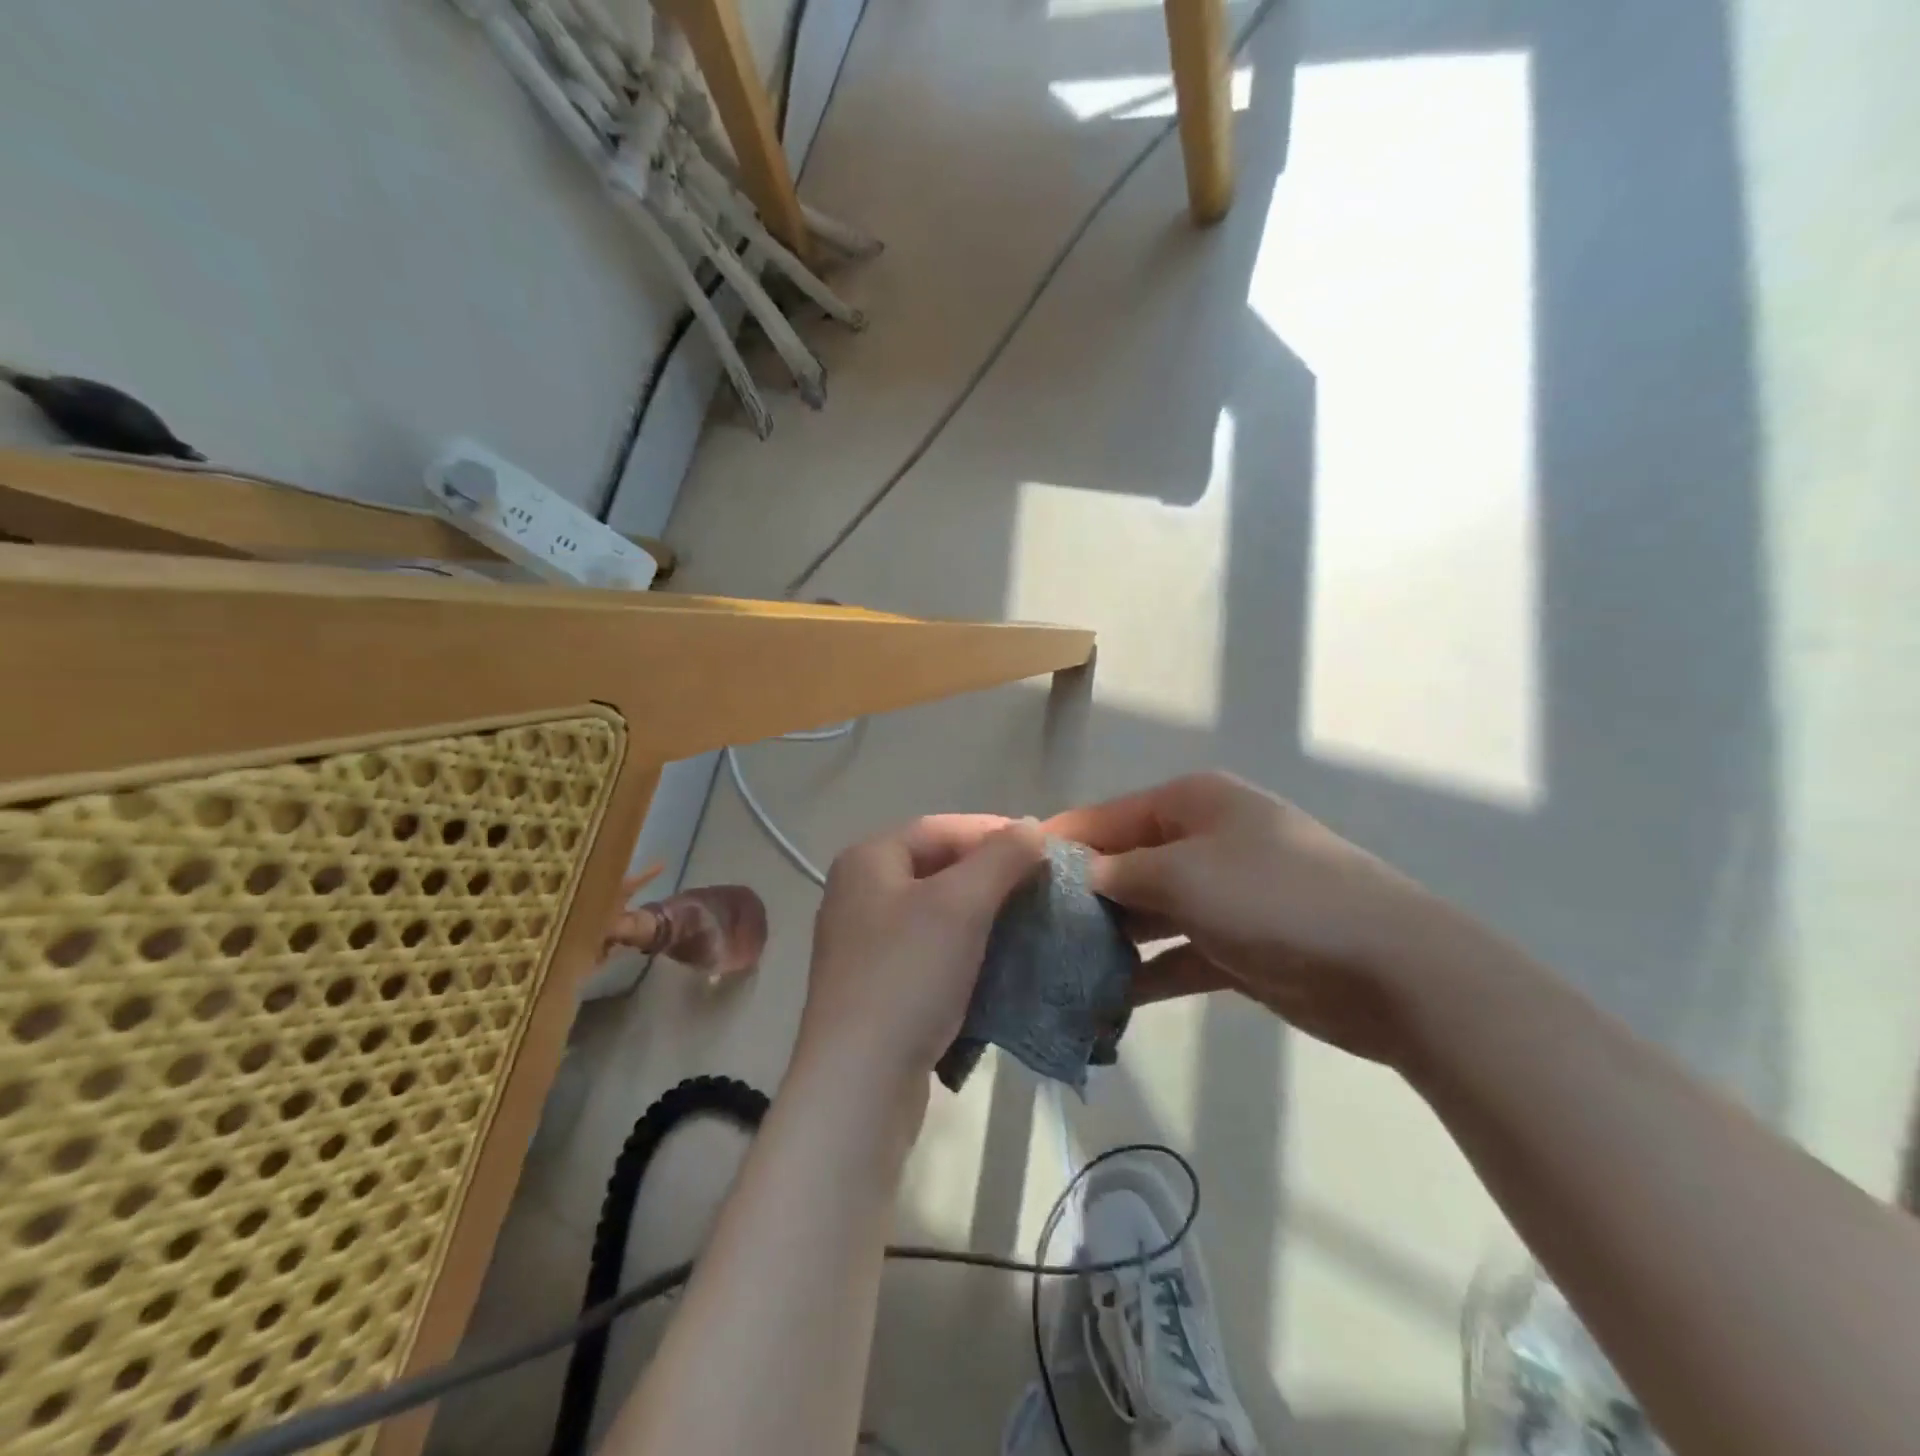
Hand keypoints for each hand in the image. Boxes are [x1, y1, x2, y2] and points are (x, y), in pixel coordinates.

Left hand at [795, 814, 1048, 1099]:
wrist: (860, 1083)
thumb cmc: (908, 975)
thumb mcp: (961, 904)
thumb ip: (1001, 857)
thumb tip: (1029, 827)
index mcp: (868, 861)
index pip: (941, 828)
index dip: (994, 832)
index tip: (1044, 848)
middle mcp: (859, 894)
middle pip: (938, 868)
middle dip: (992, 875)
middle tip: (1041, 887)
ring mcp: (865, 944)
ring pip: (937, 913)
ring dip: (984, 915)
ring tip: (1029, 923)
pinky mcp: (878, 987)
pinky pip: (931, 952)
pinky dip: (967, 951)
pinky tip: (1000, 963)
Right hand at [1045, 773, 1444, 1064]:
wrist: (1389, 967)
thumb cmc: (1274, 897)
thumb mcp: (1183, 873)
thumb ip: (1118, 873)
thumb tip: (1070, 875)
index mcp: (1191, 803)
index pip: (1106, 818)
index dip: (1059, 845)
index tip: (1008, 877)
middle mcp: (1204, 840)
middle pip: (1124, 865)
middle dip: (1079, 897)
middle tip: (1026, 934)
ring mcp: (1223, 894)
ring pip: (1148, 913)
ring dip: (1109, 939)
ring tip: (1054, 970)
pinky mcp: (1238, 945)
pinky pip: (1176, 954)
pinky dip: (1145, 974)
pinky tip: (1103, 1001)